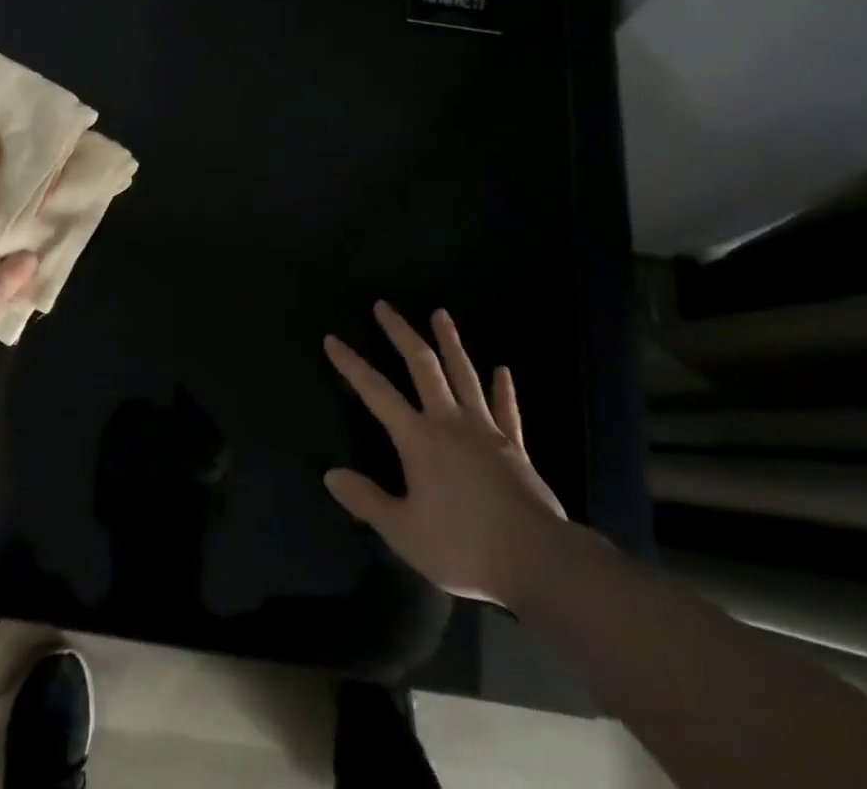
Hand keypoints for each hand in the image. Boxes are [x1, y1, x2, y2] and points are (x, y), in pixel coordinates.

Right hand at [324, 301, 569, 609]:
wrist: (536, 560)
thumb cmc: (463, 546)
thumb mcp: (404, 533)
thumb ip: (367, 501)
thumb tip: (331, 475)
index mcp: (418, 439)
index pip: (375, 392)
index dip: (351, 364)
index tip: (332, 340)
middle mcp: (449, 421)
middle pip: (422, 365)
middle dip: (400, 333)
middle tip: (384, 306)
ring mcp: (485, 429)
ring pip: (464, 374)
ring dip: (450, 342)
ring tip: (440, 314)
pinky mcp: (514, 446)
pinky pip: (506, 409)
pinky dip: (503, 389)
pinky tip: (502, 370)